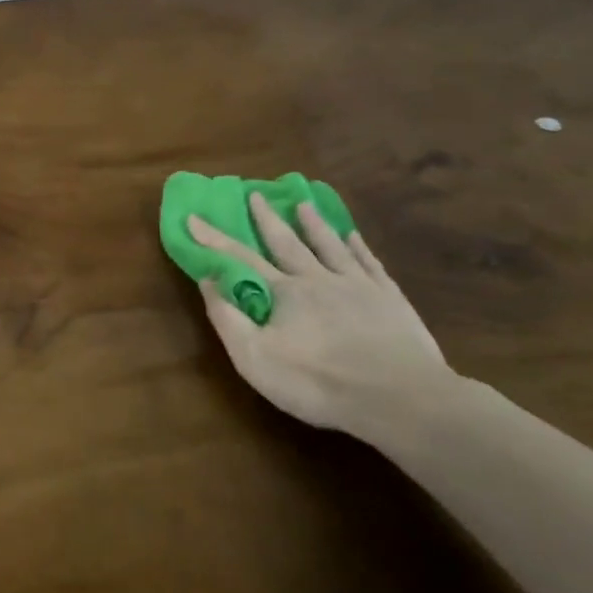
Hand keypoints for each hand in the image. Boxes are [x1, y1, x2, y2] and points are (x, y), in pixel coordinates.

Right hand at [189, 196, 451, 441]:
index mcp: (284, 292)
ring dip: (313, 224)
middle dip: (266, 219)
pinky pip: (369, 263)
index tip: (194, 217)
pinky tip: (353, 237)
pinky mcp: (390, 299)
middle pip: (287, 242)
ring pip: (330, 245)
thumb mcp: (255, 358)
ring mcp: (358, 285)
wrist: (399, 398)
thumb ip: (228, 317)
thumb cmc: (318, 382)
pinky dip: (358, 247)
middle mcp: (318, 278)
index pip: (240, 259)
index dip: (214, 239)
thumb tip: (208, 279)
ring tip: (303, 204)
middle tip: (255, 194)